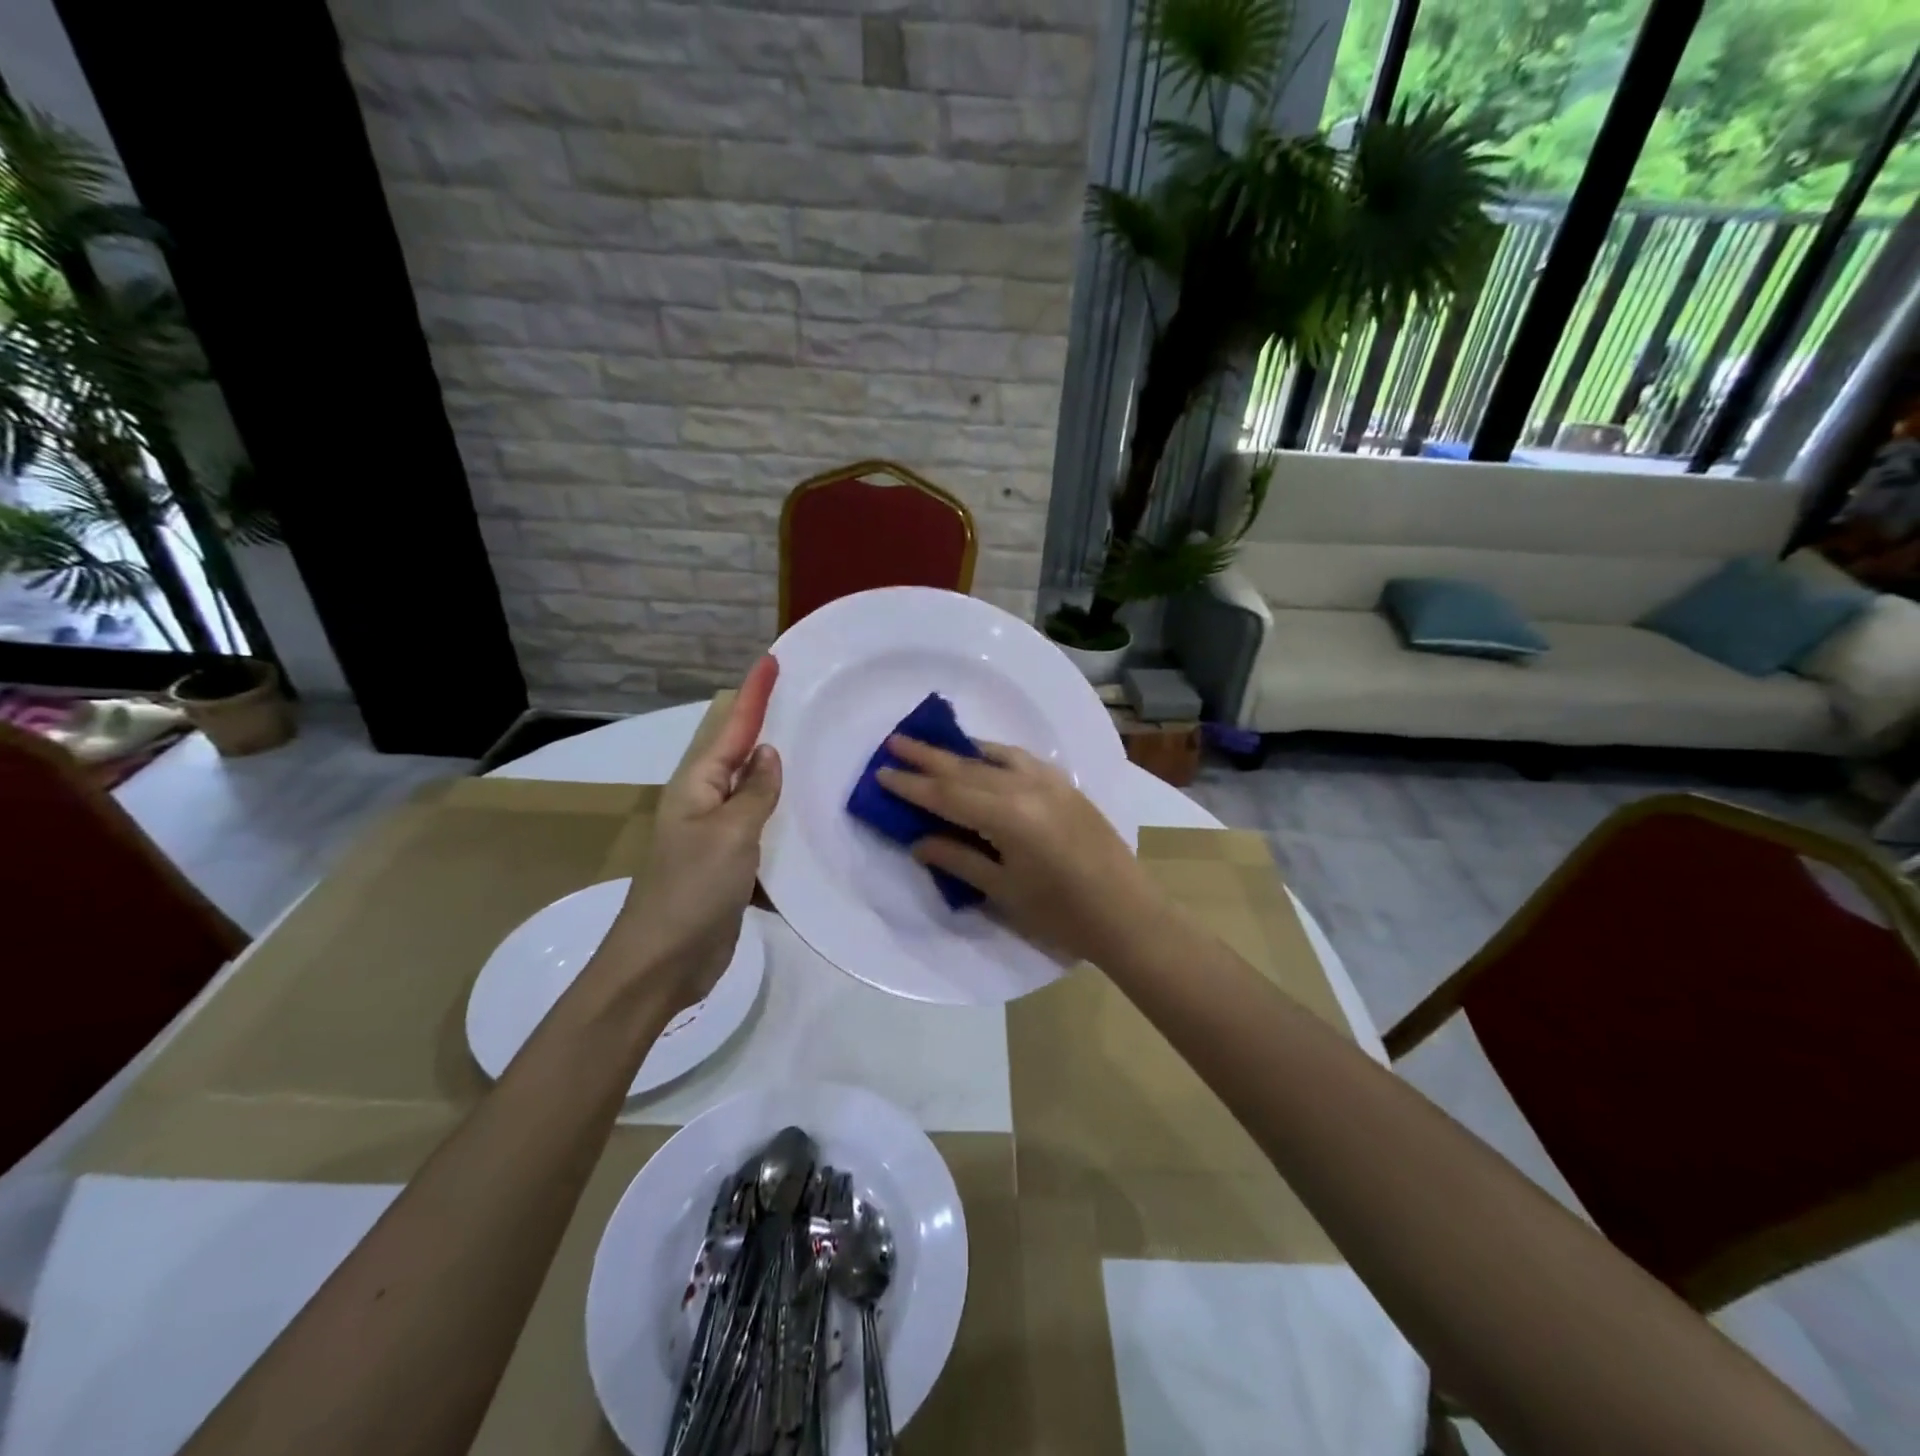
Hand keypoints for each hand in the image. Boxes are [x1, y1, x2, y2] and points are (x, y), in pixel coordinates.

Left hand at [608, 656, 781, 1014]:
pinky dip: (783, 816)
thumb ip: (754, 792)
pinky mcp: (732, 866)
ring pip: (753, 791)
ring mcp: (718, 835)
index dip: (753, 694)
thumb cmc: (693, 890)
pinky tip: (808, 814)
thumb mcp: (730, 833)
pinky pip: (762, 828)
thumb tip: (768, 754)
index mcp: (697, 785)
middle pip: (739, 753)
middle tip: (798, 698)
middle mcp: (706, 802)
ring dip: (776, 770)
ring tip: (811, 747)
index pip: (732, 728)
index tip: (771, 661)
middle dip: (762, 723)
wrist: (664, 963)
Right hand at [877, 737, 1160, 964]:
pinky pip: (1021, 760)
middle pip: (967, 767)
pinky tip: (984, 756)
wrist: (1126, 914)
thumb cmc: (1061, 913)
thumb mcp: (1003, 891)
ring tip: (933, 744)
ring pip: (994, 758)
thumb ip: (959, 860)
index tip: (882, 772)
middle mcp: (1027, 787)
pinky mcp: (1066, 786)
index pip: (948, 794)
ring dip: (961, 750)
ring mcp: (1050, 782)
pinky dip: (995, 755)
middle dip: (929, 756)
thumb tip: (919, 842)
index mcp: (1008, 815)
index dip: (913, 785)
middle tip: (895, 741)